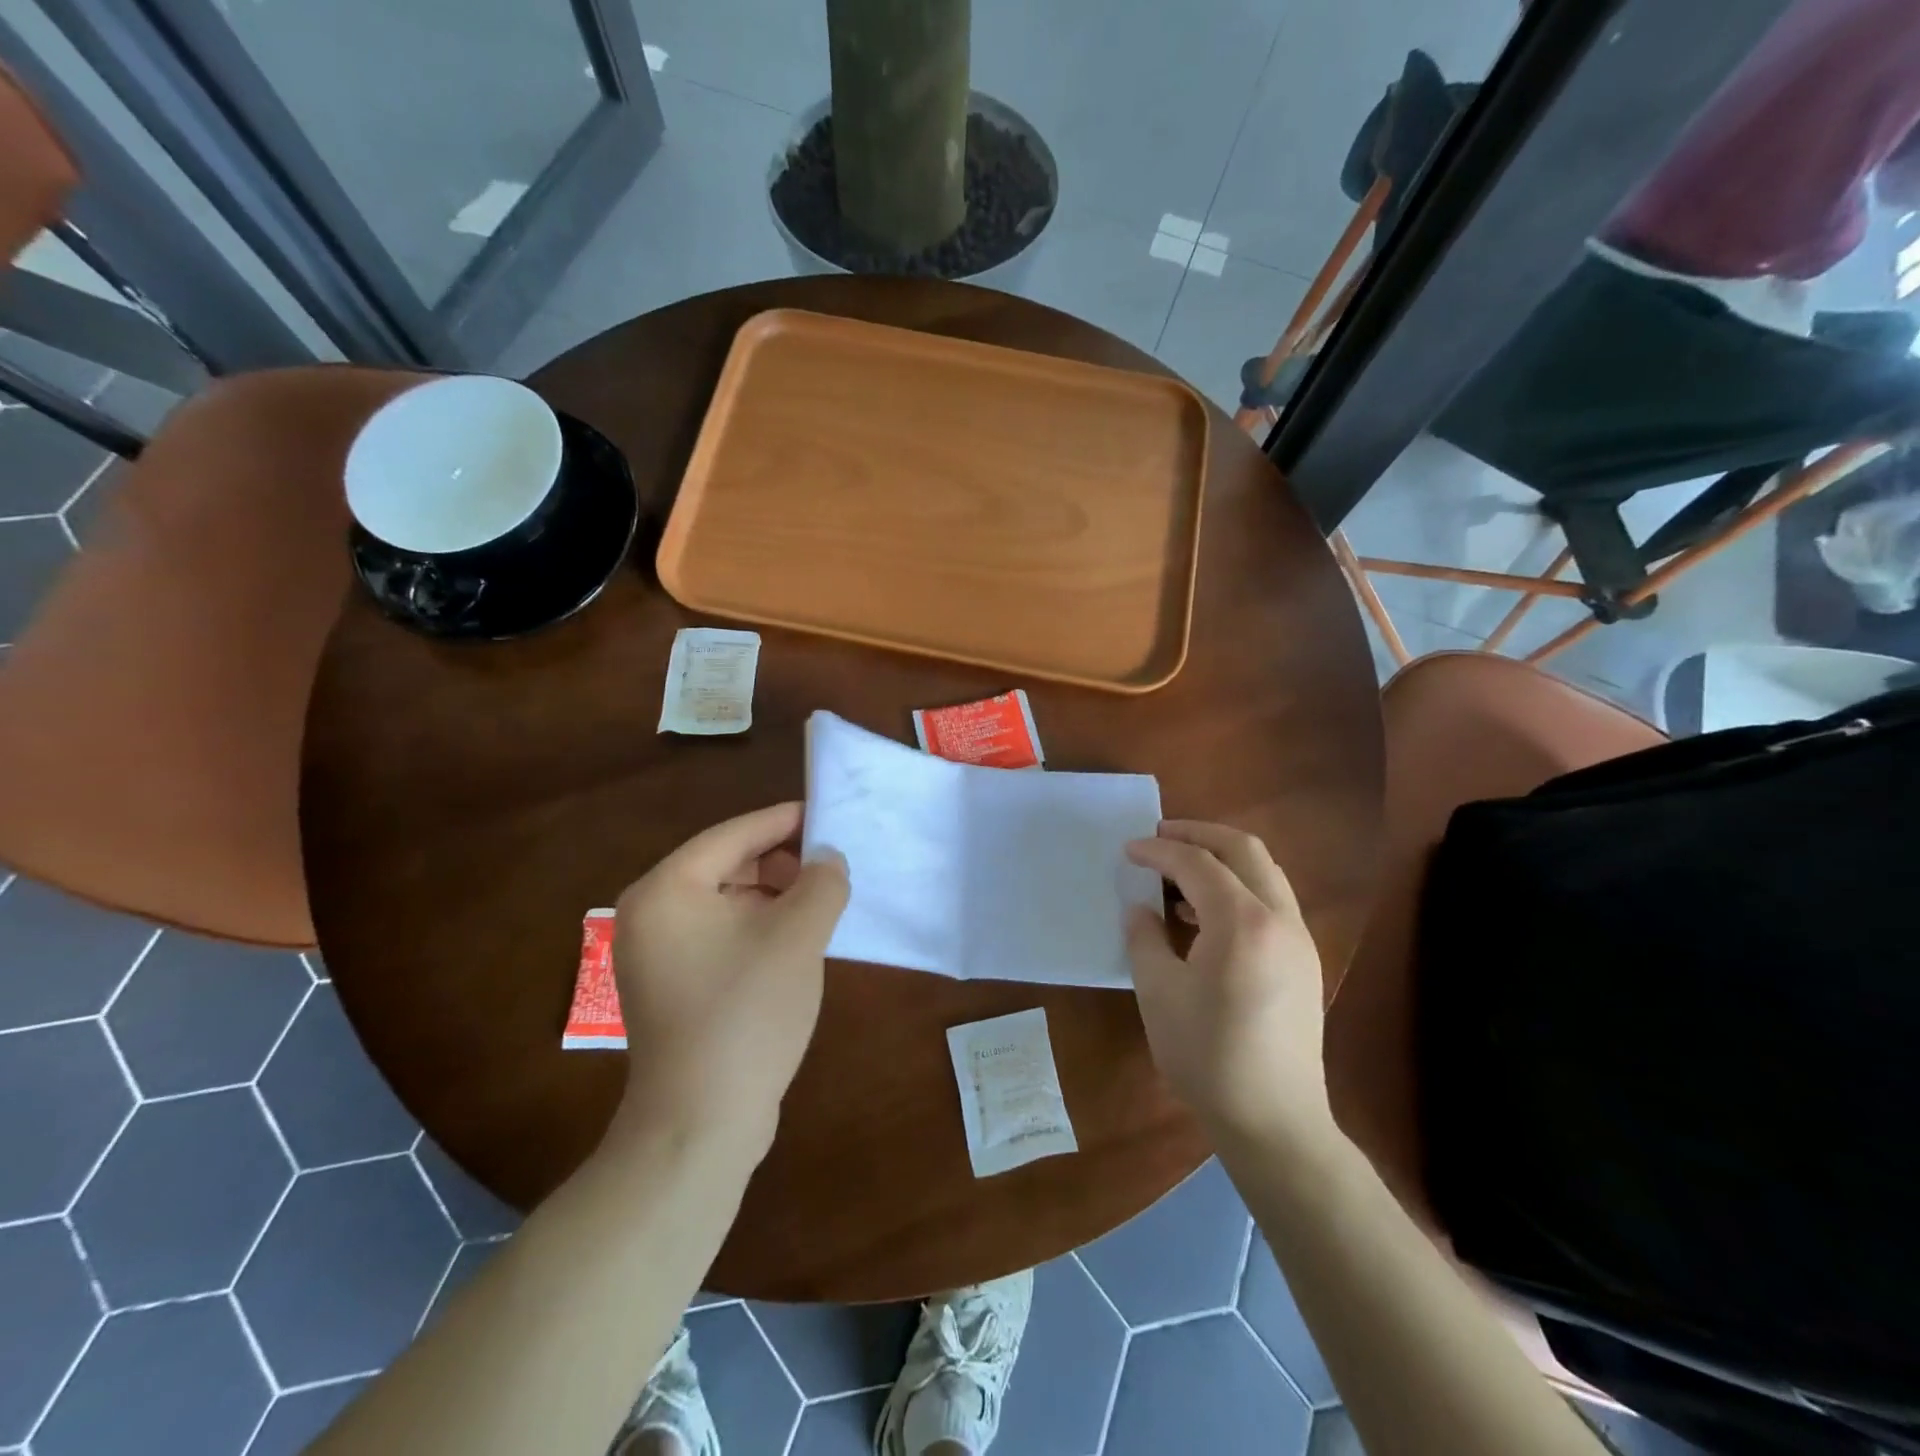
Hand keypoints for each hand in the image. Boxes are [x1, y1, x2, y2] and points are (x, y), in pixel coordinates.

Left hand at [611, 803, 848, 1158]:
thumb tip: (828, 858)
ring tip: (818, 904)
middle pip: (725, 865)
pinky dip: (755, 927)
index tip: (825, 815)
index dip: (783, 822)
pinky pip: (718, 935)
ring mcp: (654, 953)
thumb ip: (821, 883)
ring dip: (772, 897)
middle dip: (780, 863)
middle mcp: (649, 913)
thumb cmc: (746, 1014)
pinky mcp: (669, 985)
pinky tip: (793, 941)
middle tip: (828, 867)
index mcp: (667, 890)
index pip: (732, 835)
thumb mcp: (798, 937)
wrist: (700, 1124)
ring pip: (724, 902)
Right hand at [1125, 821, 1333, 1149]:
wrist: (1274, 1122)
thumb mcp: (1158, 993)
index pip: (1198, 863)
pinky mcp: (1303, 960)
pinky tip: (1204, 913)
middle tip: (1159, 836)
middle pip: (1243, 849)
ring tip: (1178, 872)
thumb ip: (1144, 938)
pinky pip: (1270, 900)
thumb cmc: (1207, 1057)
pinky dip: (1236, 887)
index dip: (1159, 851)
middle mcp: (1280, 918)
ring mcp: (1299, 939)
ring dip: (1221, 859)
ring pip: (1263, 872)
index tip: (1128, 850)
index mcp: (1243, 923)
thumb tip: (1140, 909)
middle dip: (1198, 834)